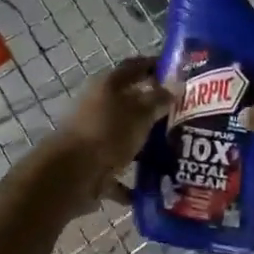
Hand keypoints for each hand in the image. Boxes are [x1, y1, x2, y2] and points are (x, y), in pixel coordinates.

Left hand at [41, 55, 174, 207]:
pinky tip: (153, 187)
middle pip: (129, 102)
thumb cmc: (108, 133)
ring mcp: (93, 136)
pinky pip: (117, 169)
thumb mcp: (140, 113)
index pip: (134, 67)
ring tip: (174, 151)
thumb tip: (175, 86)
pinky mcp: (91, 164)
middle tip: (183, 115)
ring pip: (124, 135)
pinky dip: (132, 178)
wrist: (71, 175)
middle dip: (154, 108)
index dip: (154, 66)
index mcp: (107, 85)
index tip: (178, 72)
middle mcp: (98, 106)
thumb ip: (158, 100)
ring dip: (144, 143)